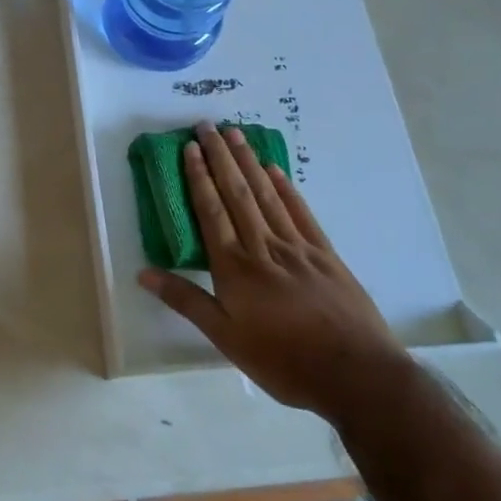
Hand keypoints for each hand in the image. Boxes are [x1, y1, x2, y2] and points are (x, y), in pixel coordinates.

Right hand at [138, 122, 408, 421]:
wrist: (356, 375)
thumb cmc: (283, 361)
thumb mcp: (226, 338)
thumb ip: (186, 301)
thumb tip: (143, 273)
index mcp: (235, 267)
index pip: (211, 211)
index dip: (199, 177)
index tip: (190, 147)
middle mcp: (263, 246)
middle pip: (238, 193)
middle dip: (221, 157)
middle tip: (208, 125)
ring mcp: (298, 247)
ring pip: (267, 194)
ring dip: (249, 162)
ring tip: (236, 134)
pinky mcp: (325, 254)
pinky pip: (301, 212)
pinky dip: (286, 187)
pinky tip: (275, 170)